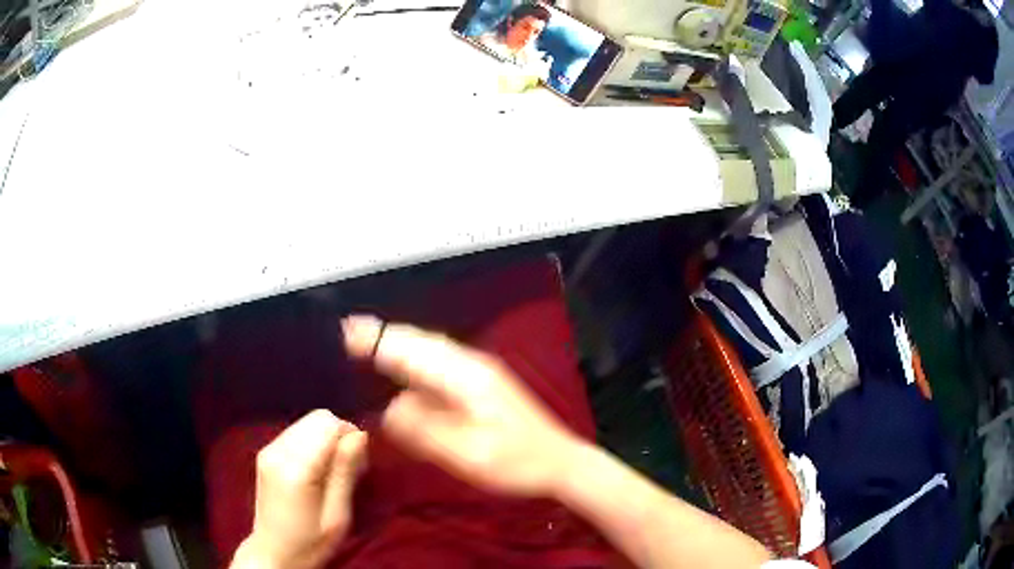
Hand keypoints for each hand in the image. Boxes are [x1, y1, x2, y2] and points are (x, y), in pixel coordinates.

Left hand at [231, 410, 367, 568]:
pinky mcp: (265, 451)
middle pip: (318, 418)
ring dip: (325, 438)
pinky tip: (315, 469)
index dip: (350, 438)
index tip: (359, 466)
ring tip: (331, 470)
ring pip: (307, 421)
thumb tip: (360, 434)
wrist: (273, 553)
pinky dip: (312, 442)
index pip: (329, 425)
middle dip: (339, 435)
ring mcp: (268, 449)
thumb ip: (345, 473)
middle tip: (348, 468)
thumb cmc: (311, 542)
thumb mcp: (337, 516)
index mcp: (296, 469)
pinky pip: (296, 431)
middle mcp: (278, 450)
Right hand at [342, 314, 582, 498]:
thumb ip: (426, 431)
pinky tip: (405, 368)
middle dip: (385, 335)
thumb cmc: (518, 463)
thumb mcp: (469, 455)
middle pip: (422, 342)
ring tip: (368, 343)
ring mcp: (480, 373)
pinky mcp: (483, 384)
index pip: (414, 350)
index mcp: (467, 377)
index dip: (379, 339)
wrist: (562, 463)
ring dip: (400, 344)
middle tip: (348, 333)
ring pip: (431, 349)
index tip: (346, 332)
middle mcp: (472, 365)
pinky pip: (440, 363)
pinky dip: (416, 359)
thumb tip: (388, 408)